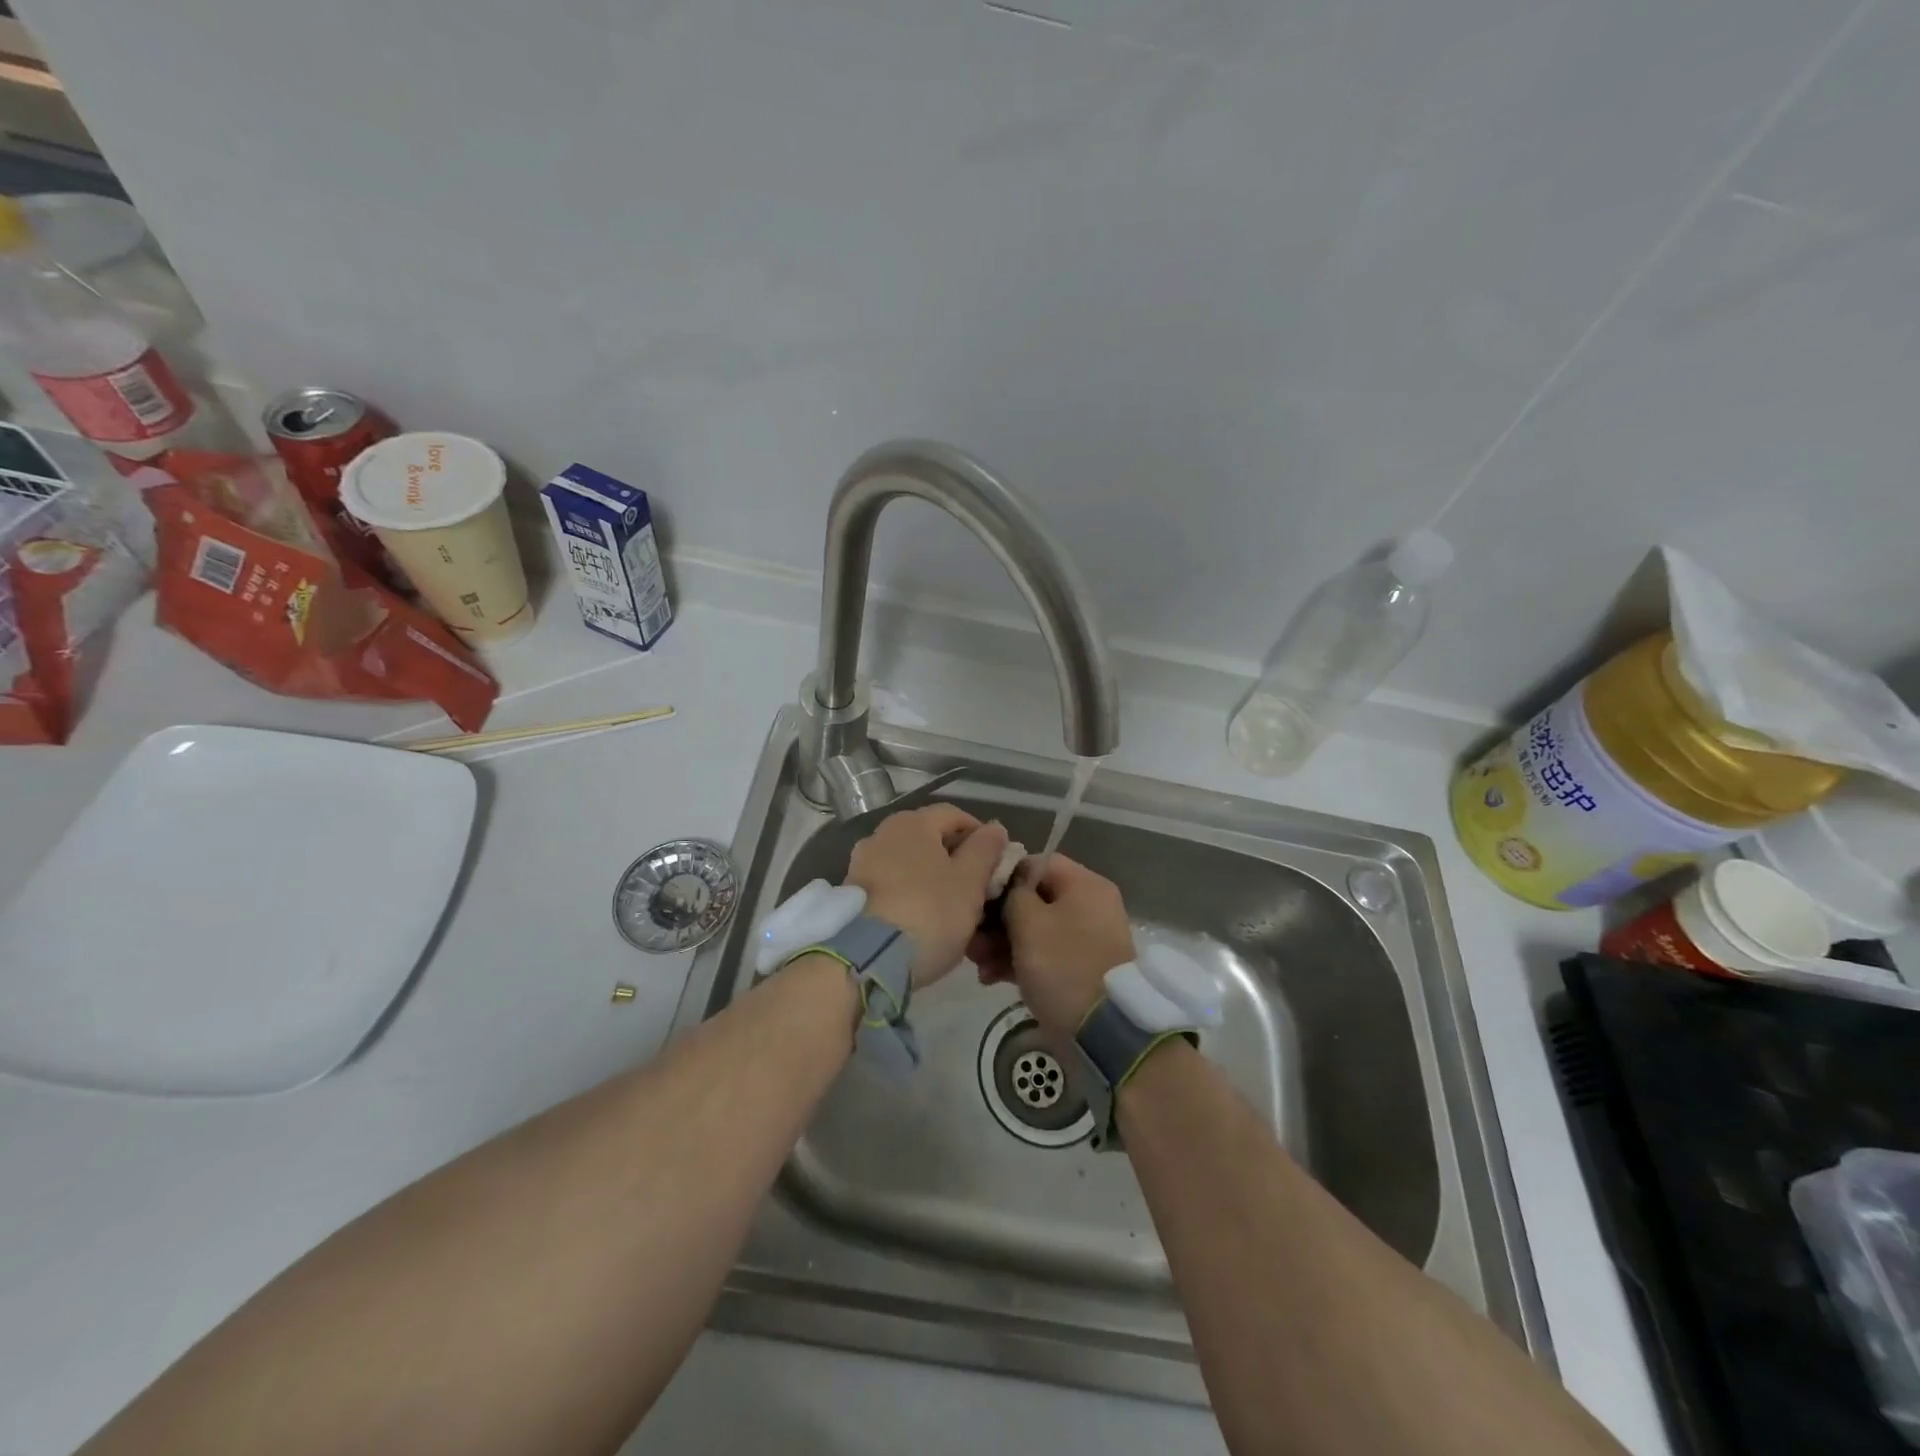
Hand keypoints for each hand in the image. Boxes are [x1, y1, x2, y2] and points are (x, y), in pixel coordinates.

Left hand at [845, 804, 1009, 988]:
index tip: (996, 864)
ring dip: (933, 879)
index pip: (955, 815)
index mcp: (912, 823)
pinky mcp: (852, 894)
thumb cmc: (929, 912)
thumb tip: (994, 827)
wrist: (867, 960)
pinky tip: (922, 921)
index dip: (980, 836)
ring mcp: (862, 863)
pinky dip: (910, 895)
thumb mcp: (970, 882)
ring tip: (951, 909)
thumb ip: (985, 850)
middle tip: (977, 889)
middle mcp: (882, 834)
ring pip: (910, 864)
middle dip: (956, 860)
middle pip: (929, 838)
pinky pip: (891, 885)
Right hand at [970, 852, 1135, 1041]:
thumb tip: (1007, 888)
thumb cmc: (1064, 966)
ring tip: (976, 964)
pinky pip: (1042, 954)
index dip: (1002, 878)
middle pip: (1032, 899)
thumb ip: (1012, 895)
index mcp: (1084, 885)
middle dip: (996, 919)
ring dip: (1000, 943)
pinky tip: (989, 978)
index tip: (976, 898)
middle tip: (970, 939)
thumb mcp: (1029, 923)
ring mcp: (1083, 939)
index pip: (1035, 864)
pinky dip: (1017, 962)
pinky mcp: (1076, 969)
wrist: (1104, 1032)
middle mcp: (1088, 906)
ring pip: (1033, 929)